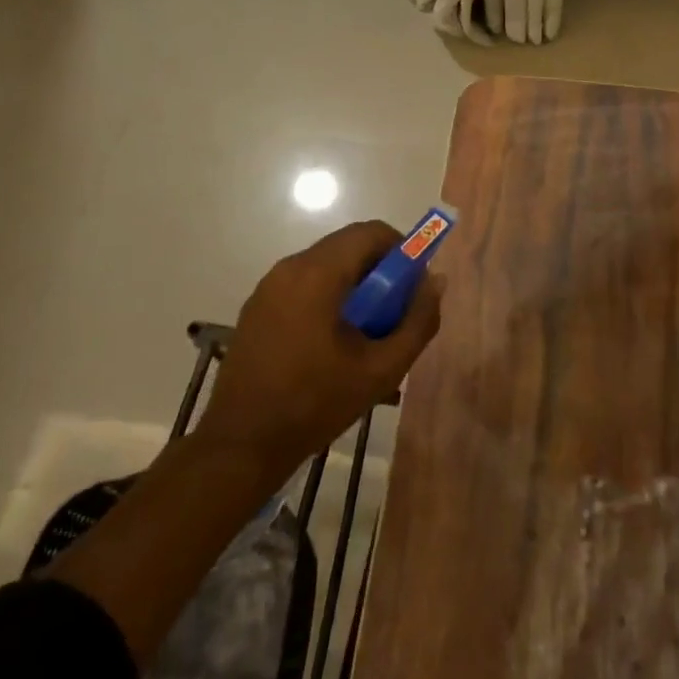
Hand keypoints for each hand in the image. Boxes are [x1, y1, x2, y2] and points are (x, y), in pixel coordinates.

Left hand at [197, 221, 442, 473]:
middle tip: (393, 313)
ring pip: (325, 265)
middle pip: (348, 247)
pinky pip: (303, 284)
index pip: (370, 232)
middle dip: (379, 271)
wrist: (242, 445)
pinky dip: (328, 296)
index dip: (401, 250)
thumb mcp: (382, 369)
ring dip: (354, 285)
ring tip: (365, 332)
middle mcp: (289, 268)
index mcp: (318, 274)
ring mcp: (268, 287)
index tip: (413, 285)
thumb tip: (436, 281)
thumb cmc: (316, 403)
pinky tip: (331, 343)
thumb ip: (418, 321)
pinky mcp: (256, 307)